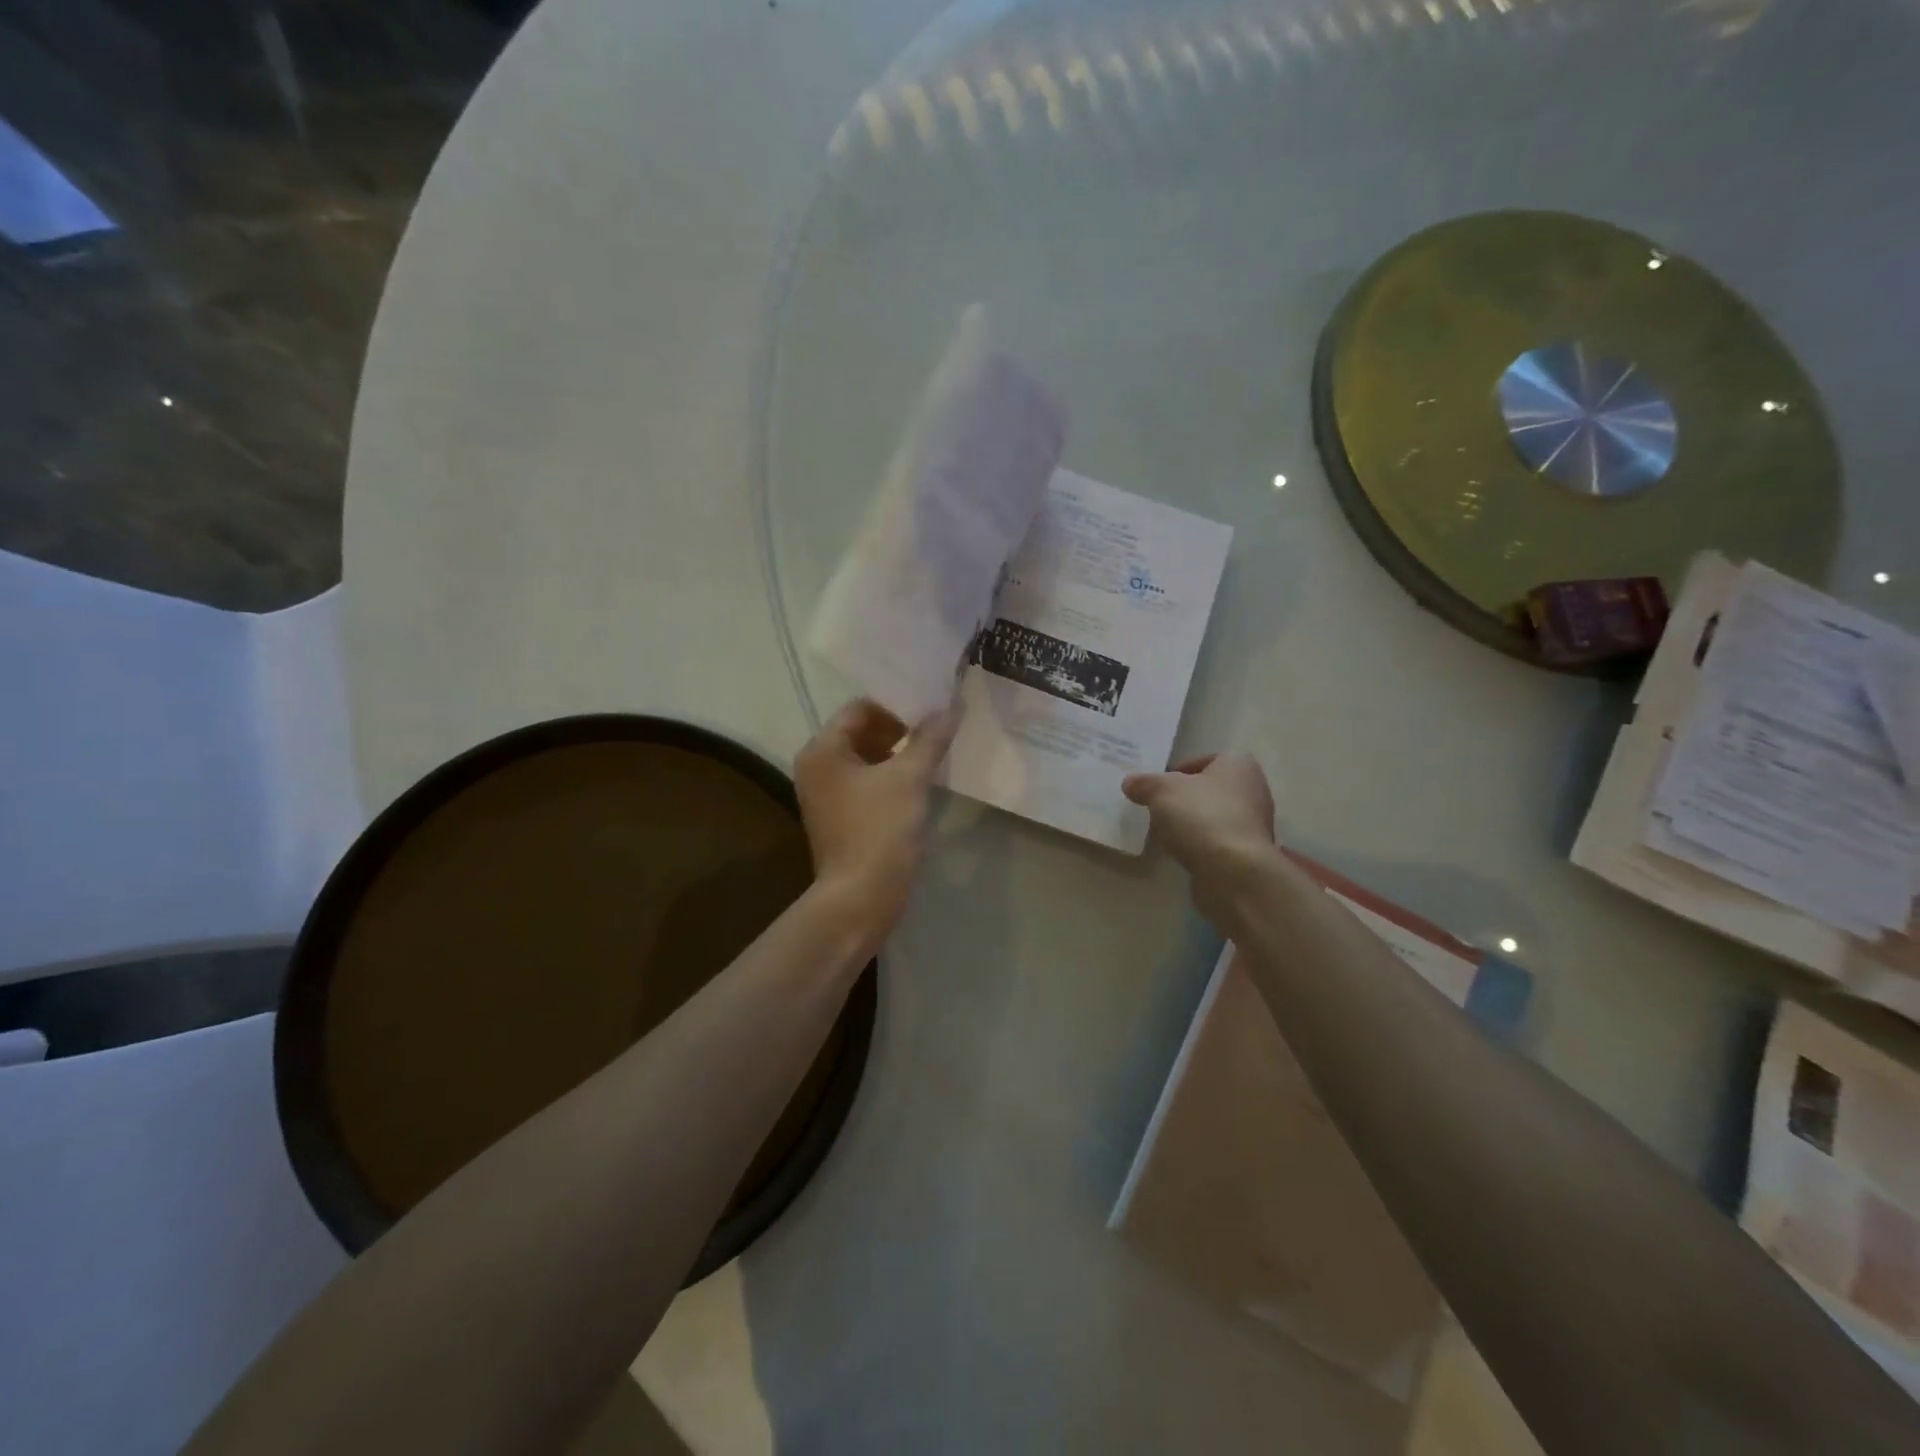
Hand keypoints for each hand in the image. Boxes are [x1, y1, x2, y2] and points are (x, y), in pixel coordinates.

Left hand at [794, 698, 959, 952]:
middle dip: (901, 730)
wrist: (860, 899)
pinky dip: (892, 778)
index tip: (933, 712)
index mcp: (823, 750)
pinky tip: (921, 784)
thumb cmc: (880, 831)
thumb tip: (952, 705)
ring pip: (868, 759)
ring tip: (935, 756)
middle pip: (862, 732)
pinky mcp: (841, 817)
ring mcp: (827, 795)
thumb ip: (930, 739)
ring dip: (899, 755)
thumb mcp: (909, 779)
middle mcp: (817, 767)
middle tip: (938, 733)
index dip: (898, 706)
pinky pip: (868, 783)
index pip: (860, 708)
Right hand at [1123, 753, 1276, 917]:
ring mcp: (1255, 824)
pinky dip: (1202, 845)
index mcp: (1238, 764)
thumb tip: (1130, 783)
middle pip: (1210, 789)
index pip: (1204, 760)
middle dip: (1185, 799)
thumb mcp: (1161, 791)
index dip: (1178, 771)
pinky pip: (1219, 841)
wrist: (1233, 870)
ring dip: (1193, 823)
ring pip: (1214, 816)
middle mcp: (1254, 789)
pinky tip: (1183, 853)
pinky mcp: (1250, 853)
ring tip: (1166, 834)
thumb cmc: (1201, 816)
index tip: (1157, 788)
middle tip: (1158, 809)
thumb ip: (1144, 783)